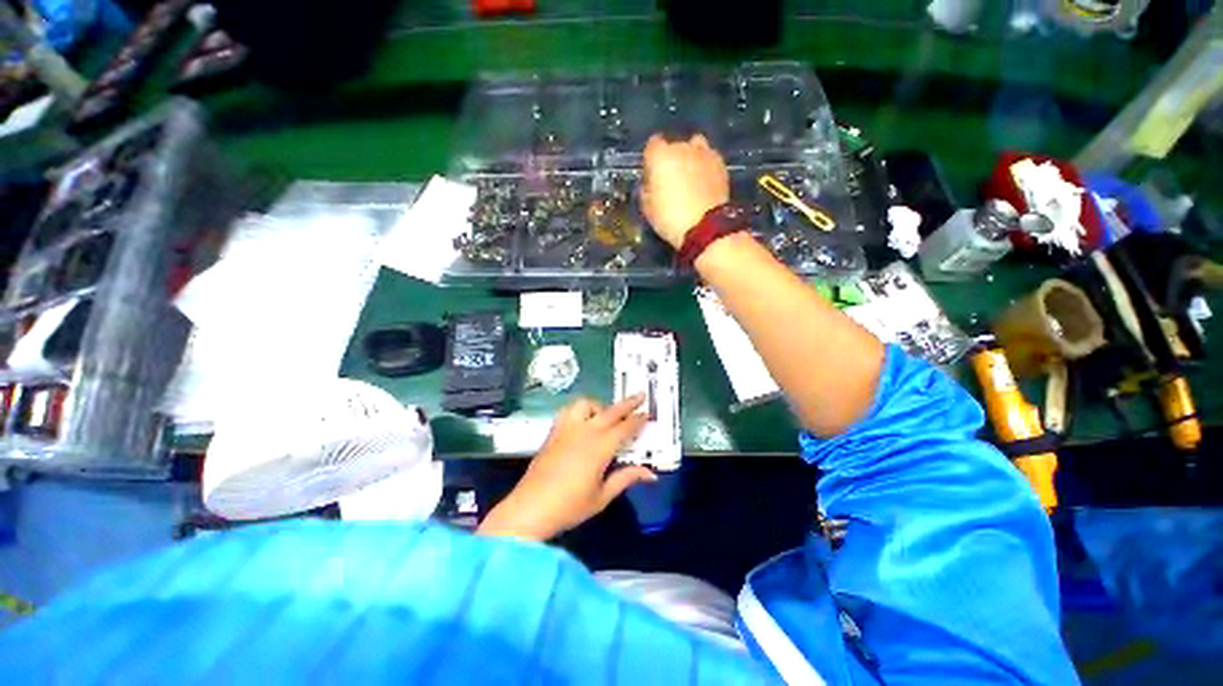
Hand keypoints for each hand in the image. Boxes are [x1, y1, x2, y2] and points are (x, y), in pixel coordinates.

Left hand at [477, 396, 655, 540]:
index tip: (647, 413)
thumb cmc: (570, 506)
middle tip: (640, 396)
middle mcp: (585, 431)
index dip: (638, 419)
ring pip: (585, 404)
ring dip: (599, 405)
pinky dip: (579, 410)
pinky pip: (568, 411)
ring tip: (604, 416)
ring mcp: (567, 429)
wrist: (531, 508)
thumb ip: (626, 478)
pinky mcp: (554, 432)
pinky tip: (581, 421)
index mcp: (601, 447)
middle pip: (610, 411)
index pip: (625, 427)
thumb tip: (651, 474)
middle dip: (627, 403)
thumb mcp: (603, 496)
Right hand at [641, 133, 729, 248]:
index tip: (652, 176)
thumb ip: (646, 190)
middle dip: (672, 160)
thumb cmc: (670, 218)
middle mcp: (682, 147)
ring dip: (690, 158)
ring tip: (690, 177)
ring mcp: (704, 153)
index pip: (652, 146)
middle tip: (671, 181)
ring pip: (694, 147)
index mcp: (660, 156)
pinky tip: (704, 182)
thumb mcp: (647, 208)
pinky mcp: (720, 163)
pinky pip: (709, 158)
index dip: (652, 160)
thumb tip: (649, 184)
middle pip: (674, 146)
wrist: (704, 227)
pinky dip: (705, 166)